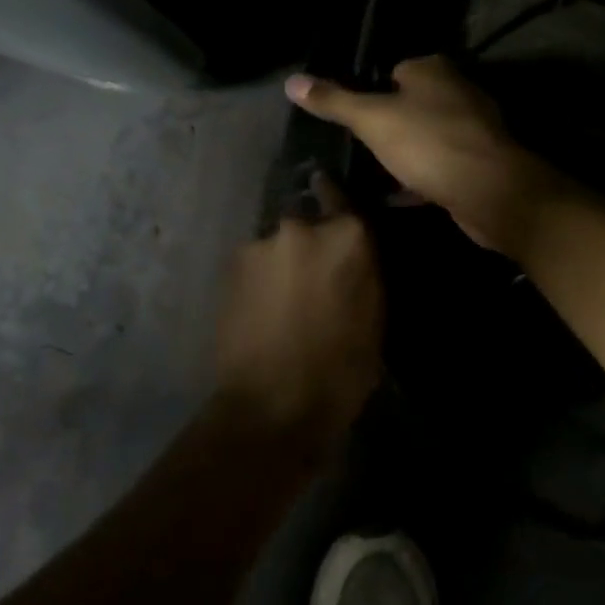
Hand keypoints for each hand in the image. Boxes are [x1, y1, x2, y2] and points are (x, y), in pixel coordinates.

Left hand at [212, 177, 382, 459]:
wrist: (271, 405)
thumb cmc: (341, 370)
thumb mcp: (374, 318)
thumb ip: (364, 271)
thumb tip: (355, 253)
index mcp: (347, 236)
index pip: (346, 199)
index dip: (342, 209)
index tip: (339, 216)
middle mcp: (301, 226)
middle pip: (309, 223)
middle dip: (313, 244)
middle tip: (316, 278)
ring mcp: (260, 245)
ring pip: (279, 245)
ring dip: (284, 262)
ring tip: (286, 300)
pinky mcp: (230, 267)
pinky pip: (255, 263)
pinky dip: (262, 278)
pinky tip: (264, 308)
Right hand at [284, 57, 559, 251]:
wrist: (489, 190)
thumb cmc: (428, 143)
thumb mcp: (372, 119)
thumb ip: (334, 101)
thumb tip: (291, 81)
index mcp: (433, 70)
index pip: (394, 71)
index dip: (371, 92)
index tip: (352, 118)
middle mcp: (457, 91)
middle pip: (411, 104)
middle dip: (388, 125)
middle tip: (357, 148)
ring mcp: (472, 128)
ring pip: (426, 137)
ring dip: (405, 154)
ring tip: (372, 173)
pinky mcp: (479, 163)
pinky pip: (440, 165)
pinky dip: (421, 178)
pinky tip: (400, 196)